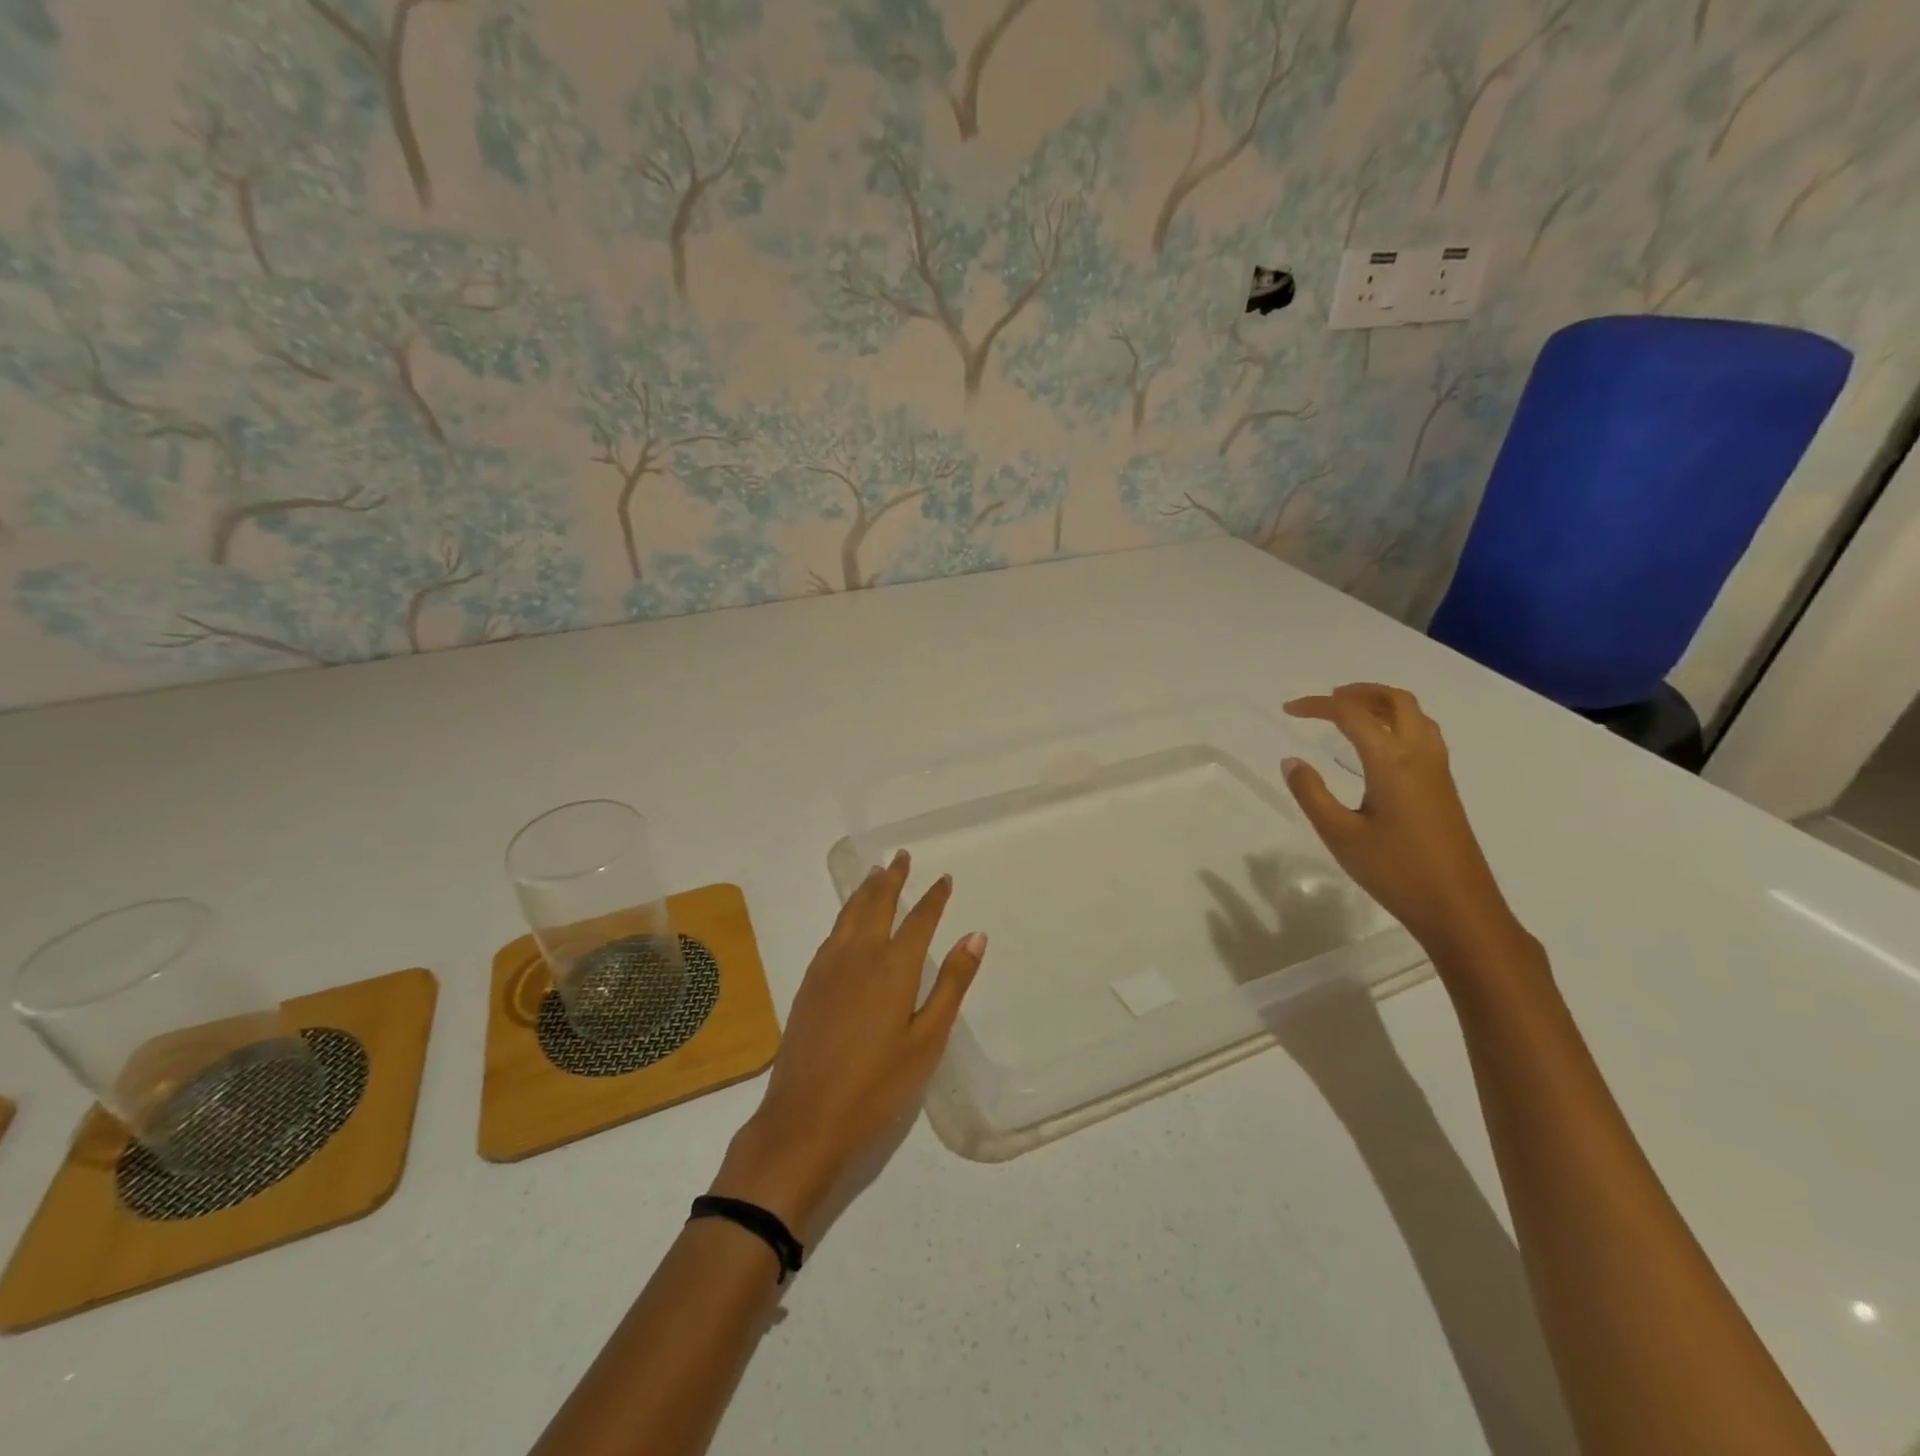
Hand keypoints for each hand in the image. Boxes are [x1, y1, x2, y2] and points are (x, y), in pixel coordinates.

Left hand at [711, 851, 984, 1241]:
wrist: (804, 1119)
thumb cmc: (877, 1086)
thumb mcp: (927, 1040)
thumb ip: (950, 984)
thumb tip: (974, 936)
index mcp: (893, 967)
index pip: (919, 919)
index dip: (933, 897)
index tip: (943, 878)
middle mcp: (859, 955)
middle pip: (877, 904)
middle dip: (892, 879)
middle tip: (901, 856)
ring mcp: (828, 967)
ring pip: (849, 914)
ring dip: (865, 891)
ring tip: (875, 874)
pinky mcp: (809, 983)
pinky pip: (832, 934)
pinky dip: (845, 915)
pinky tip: (847, 922)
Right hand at [1281, 684, 1532, 966]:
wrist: (1459, 908)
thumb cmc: (1395, 871)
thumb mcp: (1339, 834)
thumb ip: (1311, 793)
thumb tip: (1292, 761)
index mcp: (1392, 761)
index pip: (1352, 714)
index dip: (1317, 705)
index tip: (1288, 710)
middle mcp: (1420, 754)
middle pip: (1394, 701)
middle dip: (1358, 692)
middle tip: (1326, 701)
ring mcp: (1438, 769)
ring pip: (1414, 715)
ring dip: (1381, 704)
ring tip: (1351, 714)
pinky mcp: (1444, 786)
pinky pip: (1423, 733)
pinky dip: (1396, 722)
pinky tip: (1379, 746)